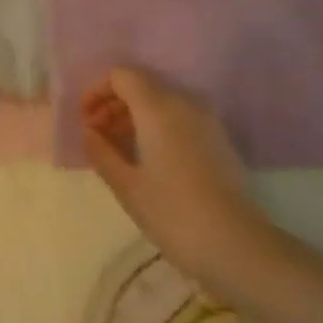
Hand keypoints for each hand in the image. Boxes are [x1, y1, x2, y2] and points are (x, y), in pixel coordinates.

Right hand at [82, 67, 268, 282]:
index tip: (86, 122)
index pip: (122, 75)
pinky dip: (156, 126)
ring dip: (134, 116)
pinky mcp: (217, 139)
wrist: (236, 246)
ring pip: (161, 101)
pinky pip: (179, 117)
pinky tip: (146, 158)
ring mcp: (206, 120)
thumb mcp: (126, 185)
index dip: (97, 92)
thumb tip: (89, 133)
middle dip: (114, 104)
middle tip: (97, 136)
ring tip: (118, 149)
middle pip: (141, 85)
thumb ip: (101, 151)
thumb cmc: (173, 213)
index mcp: (158, 107)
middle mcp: (184, 103)